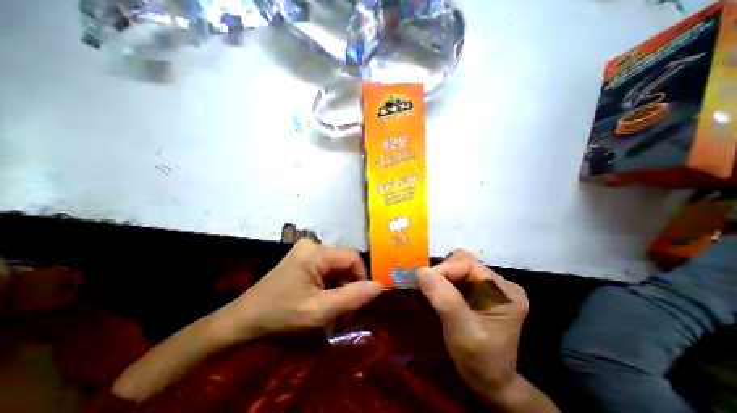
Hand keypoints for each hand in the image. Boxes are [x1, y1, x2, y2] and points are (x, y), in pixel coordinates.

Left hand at [212, 239, 383, 345]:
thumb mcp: (319, 310)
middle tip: (345, 315)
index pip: (353, 258)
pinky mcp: (303, 259)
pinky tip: (323, 306)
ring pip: (336, 269)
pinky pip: (326, 271)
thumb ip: (352, 297)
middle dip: (348, 289)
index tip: (359, 302)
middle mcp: (313, 245)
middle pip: (344, 264)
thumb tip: (380, 285)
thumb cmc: (280, 314)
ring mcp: (307, 252)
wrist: (243, 320)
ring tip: (334, 316)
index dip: (361, 278)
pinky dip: (329, 289)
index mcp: (316, 252)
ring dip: (338, 292)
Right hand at [413, 250, 529, 405]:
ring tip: (430, 292)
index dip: (443, 269)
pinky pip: (455, 276)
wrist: (489, 382)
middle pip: (462, 262)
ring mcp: (487, 285)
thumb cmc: (480, 362)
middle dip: (441, 272)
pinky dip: (441, 282)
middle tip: (426, 288)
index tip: (423, 282)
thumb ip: (445, 300)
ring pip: (456, 267)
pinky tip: (436, 294)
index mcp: (504, 291)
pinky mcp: (477, 290)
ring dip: (439, 277)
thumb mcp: (464, 333)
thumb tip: (421, 271)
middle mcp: (499, 283)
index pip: (468, 264)